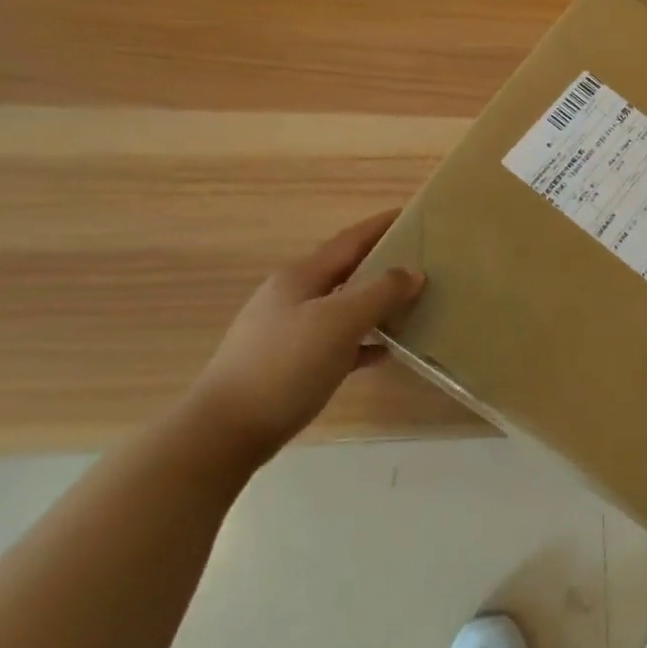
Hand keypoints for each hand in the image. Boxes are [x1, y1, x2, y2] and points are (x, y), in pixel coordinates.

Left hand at [188, 210, 423, 461]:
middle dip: (382, 262)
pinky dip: (362, 341)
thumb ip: (380, 293)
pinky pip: (336, 342)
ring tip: (412, 303)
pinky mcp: (289, 365)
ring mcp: (288, 331)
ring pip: (342, 306)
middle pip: (346, 270)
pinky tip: (385, 352)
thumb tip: (414, 272)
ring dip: (375, 303)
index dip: (381, 225)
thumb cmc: (285, 366)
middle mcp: (293, 296)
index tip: (415, 214)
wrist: (224, 433)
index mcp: (301, 276)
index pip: (350, 240)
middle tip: (422, 260)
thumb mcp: (339, 322)